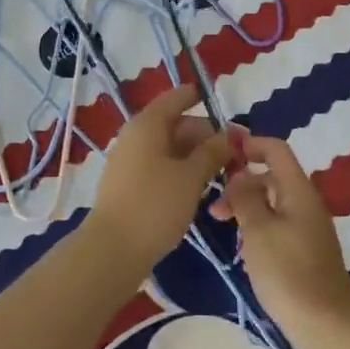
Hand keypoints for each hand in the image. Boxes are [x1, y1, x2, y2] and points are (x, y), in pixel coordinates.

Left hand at [90, 85, 231, 271]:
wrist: (112, 250)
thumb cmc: (155, 205)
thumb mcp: (191, 176)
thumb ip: (213, 152)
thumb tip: (231, 135)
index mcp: (148, 124)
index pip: (177, 98)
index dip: (201, 97)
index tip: (226, 106)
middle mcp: (136, 136)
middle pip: (176, 124)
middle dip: (207, 136)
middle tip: (237, 155)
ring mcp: (130, 161)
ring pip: (170, 148)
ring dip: (197, 156)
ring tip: (224, 173)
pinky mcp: (130, 184)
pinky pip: (161, 166)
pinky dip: (182, 171)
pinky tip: (200, 188)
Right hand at [208, 135, 349, 345]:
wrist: (324, 323)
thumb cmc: (287, 271)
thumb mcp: (257, 229)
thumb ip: (245, 197)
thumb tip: (240, 177)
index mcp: (298, 190)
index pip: (276, 150)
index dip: (250, 145)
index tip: (222, 154)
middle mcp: (306, 202)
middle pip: (272, 176)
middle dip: (241, 182)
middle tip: (215, 206)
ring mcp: (308, 228)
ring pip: (273, 202)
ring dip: (247, 206)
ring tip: (223, 226)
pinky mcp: (305, 250)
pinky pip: (278, 223)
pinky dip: (258, 225)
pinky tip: (243, 246)